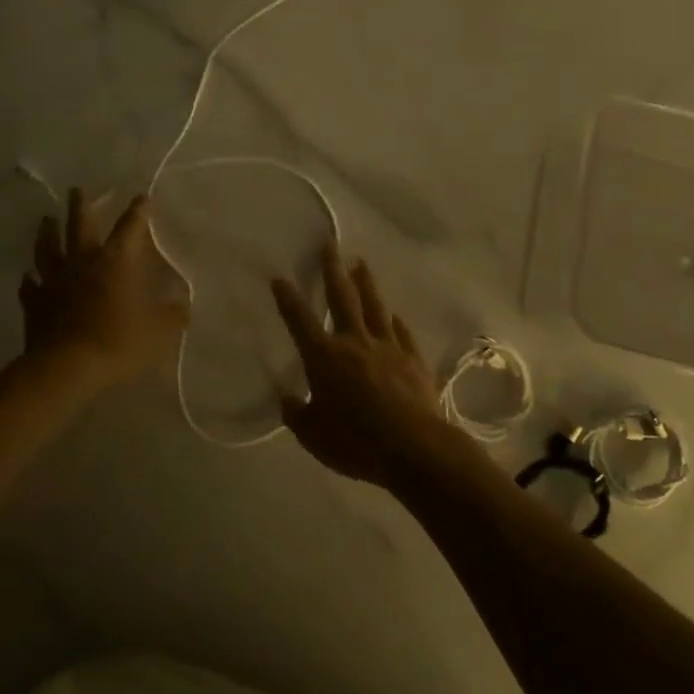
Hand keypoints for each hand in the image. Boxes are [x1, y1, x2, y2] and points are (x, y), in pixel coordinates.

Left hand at [19, 189, 187, 383]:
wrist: (67, 368)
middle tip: (77, 189)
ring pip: (48, 248)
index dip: (137, 211)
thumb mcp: (158, 331)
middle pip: (79, 225)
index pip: (129, 227)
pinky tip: (27, 277)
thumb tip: (185, 306)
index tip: (141, 197)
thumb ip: (172, 315)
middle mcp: (83, 262)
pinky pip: (30, 287)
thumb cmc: (117, 342)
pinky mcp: (35, 303)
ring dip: (47, 232)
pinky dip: (29, 280)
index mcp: (116, 262)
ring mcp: (54, 281)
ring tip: (46, 219)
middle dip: (81, 205)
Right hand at [271, 246, 470, 488]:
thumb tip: (289, 400)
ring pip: (374, 307)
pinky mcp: (413, 360)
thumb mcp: (314, 436)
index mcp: (325, 357)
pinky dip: (395, 321)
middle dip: (332, 270)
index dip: (288, 299)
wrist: (414, 448)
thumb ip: (298, 415)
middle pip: (342, 298)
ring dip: (366, 283)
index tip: (279, 277)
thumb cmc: (356, 442)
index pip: (300, 321)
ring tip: (360, 263)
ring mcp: (387, 347)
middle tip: (329, 245)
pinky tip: (393, 314)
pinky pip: (402, 332)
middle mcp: (354, 342)